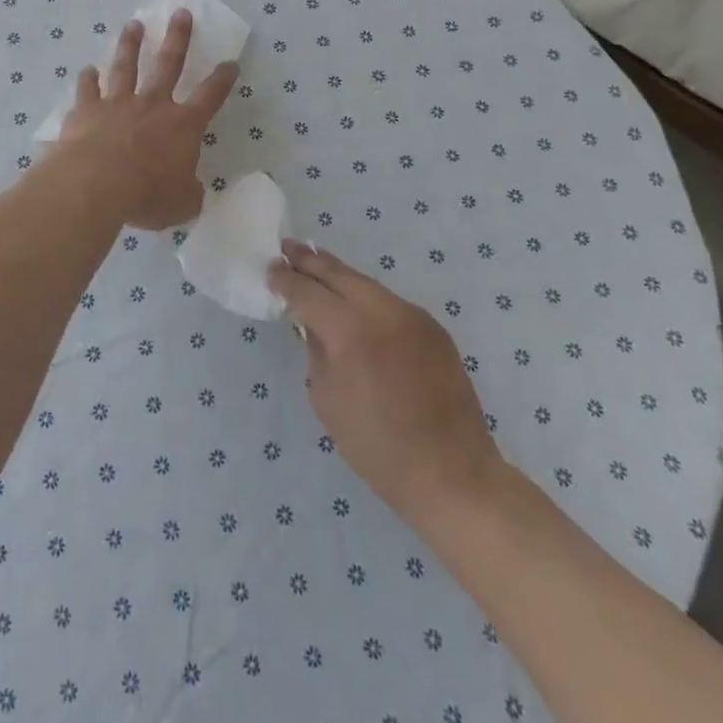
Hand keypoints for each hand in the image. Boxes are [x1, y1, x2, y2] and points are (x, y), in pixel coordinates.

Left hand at [52, 10, 238, 229]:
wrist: (95, 184)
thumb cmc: (146, 195)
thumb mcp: (182, 203)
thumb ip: (189, 192)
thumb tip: (192, 189)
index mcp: (182, 125)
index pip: (210, 96)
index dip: (222, 80)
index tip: (230, 63)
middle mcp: (152, 105)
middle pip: (168, 63)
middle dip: (178, 38)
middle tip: (181, 13)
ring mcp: (117, 103)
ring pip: (125, 66)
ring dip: (130, 45)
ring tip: (133, 25)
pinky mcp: (86, 110)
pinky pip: (87, 89)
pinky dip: (87, 79)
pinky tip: (87, 70)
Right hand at [268, 241, 506, 526]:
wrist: (452, 474)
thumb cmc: (378, 447)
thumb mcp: (327, 399)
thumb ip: (316, 352)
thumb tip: (312, 326)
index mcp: (350, 330)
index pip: (307, 292)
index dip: (285, 281)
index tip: (270, 272)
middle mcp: (382, 310)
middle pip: (338, 273)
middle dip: (309, 260)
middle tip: (286, 248)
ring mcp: (412, 315)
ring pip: (365, 283)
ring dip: (338, 275)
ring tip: (315, 266)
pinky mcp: (433, 328)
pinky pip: (389, 302)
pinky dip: (365, 297)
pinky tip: (354, 302)